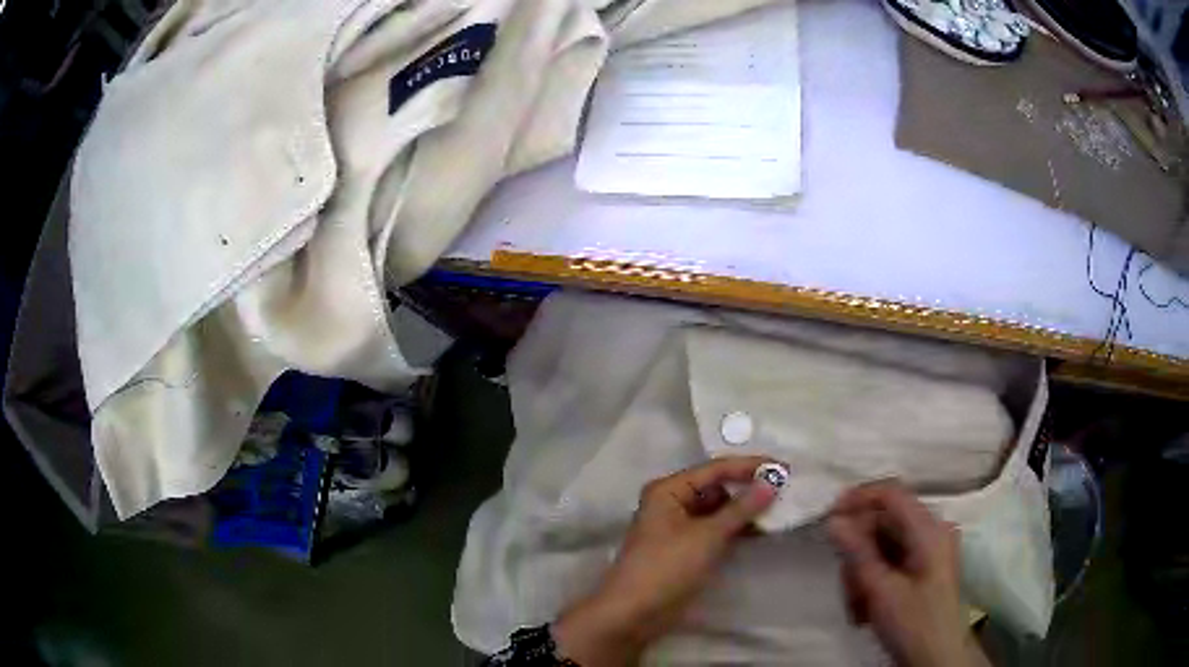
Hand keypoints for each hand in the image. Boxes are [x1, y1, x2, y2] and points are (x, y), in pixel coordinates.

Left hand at [554, 456, 781, 665]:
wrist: (634, 614)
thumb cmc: (666, 568)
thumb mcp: (707, 536)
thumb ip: (741, 509)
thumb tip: (772, 481)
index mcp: (668, 490)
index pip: (715, 469)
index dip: (750, 466)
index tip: (784, 467)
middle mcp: (672, 502)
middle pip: (717, 487)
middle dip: (748, 488)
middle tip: (786, 489)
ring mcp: (678, 527)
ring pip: (718, 509)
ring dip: (745, 510)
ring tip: (780, 509)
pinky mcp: (686, 549)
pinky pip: (716, 530)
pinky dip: (736, 528)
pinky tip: (762, 530)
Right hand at [827, 480, 989, 666]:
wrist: (937, 659)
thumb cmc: (913, 623)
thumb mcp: (881, 590)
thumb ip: (858, 553)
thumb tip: (834, 520)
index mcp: (930, 530)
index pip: (891, 494)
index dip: (859, 499)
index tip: (828, 517)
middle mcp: (932, 532)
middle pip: (884, 525)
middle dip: (858, 554)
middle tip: (845, 587)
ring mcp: (930, 552)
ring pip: (883, 547)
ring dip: (863, 575)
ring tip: (856, 608)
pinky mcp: (924, 569)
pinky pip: (891, 562)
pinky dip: (873, 582)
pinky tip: (865, 610)